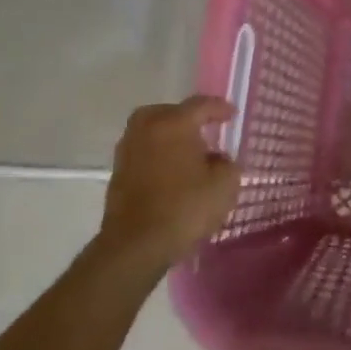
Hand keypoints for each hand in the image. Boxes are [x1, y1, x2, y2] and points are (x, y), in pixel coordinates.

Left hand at [97, 96, 240, 271]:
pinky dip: (158, 155)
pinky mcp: (118, 173)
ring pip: (152, 131)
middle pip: (169, 112)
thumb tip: (217, 159)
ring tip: (188, 154)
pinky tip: (172, 173)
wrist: (136, 245)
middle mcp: (146, 128)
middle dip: (188, 118)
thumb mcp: (224, 185)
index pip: (200, 105)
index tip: (232, 115)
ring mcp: (128, 150)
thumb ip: (227, 163)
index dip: (219, 108)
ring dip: (170, 137)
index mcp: (173, 123)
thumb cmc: (185, 208)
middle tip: (204, 130)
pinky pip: (144, 152)